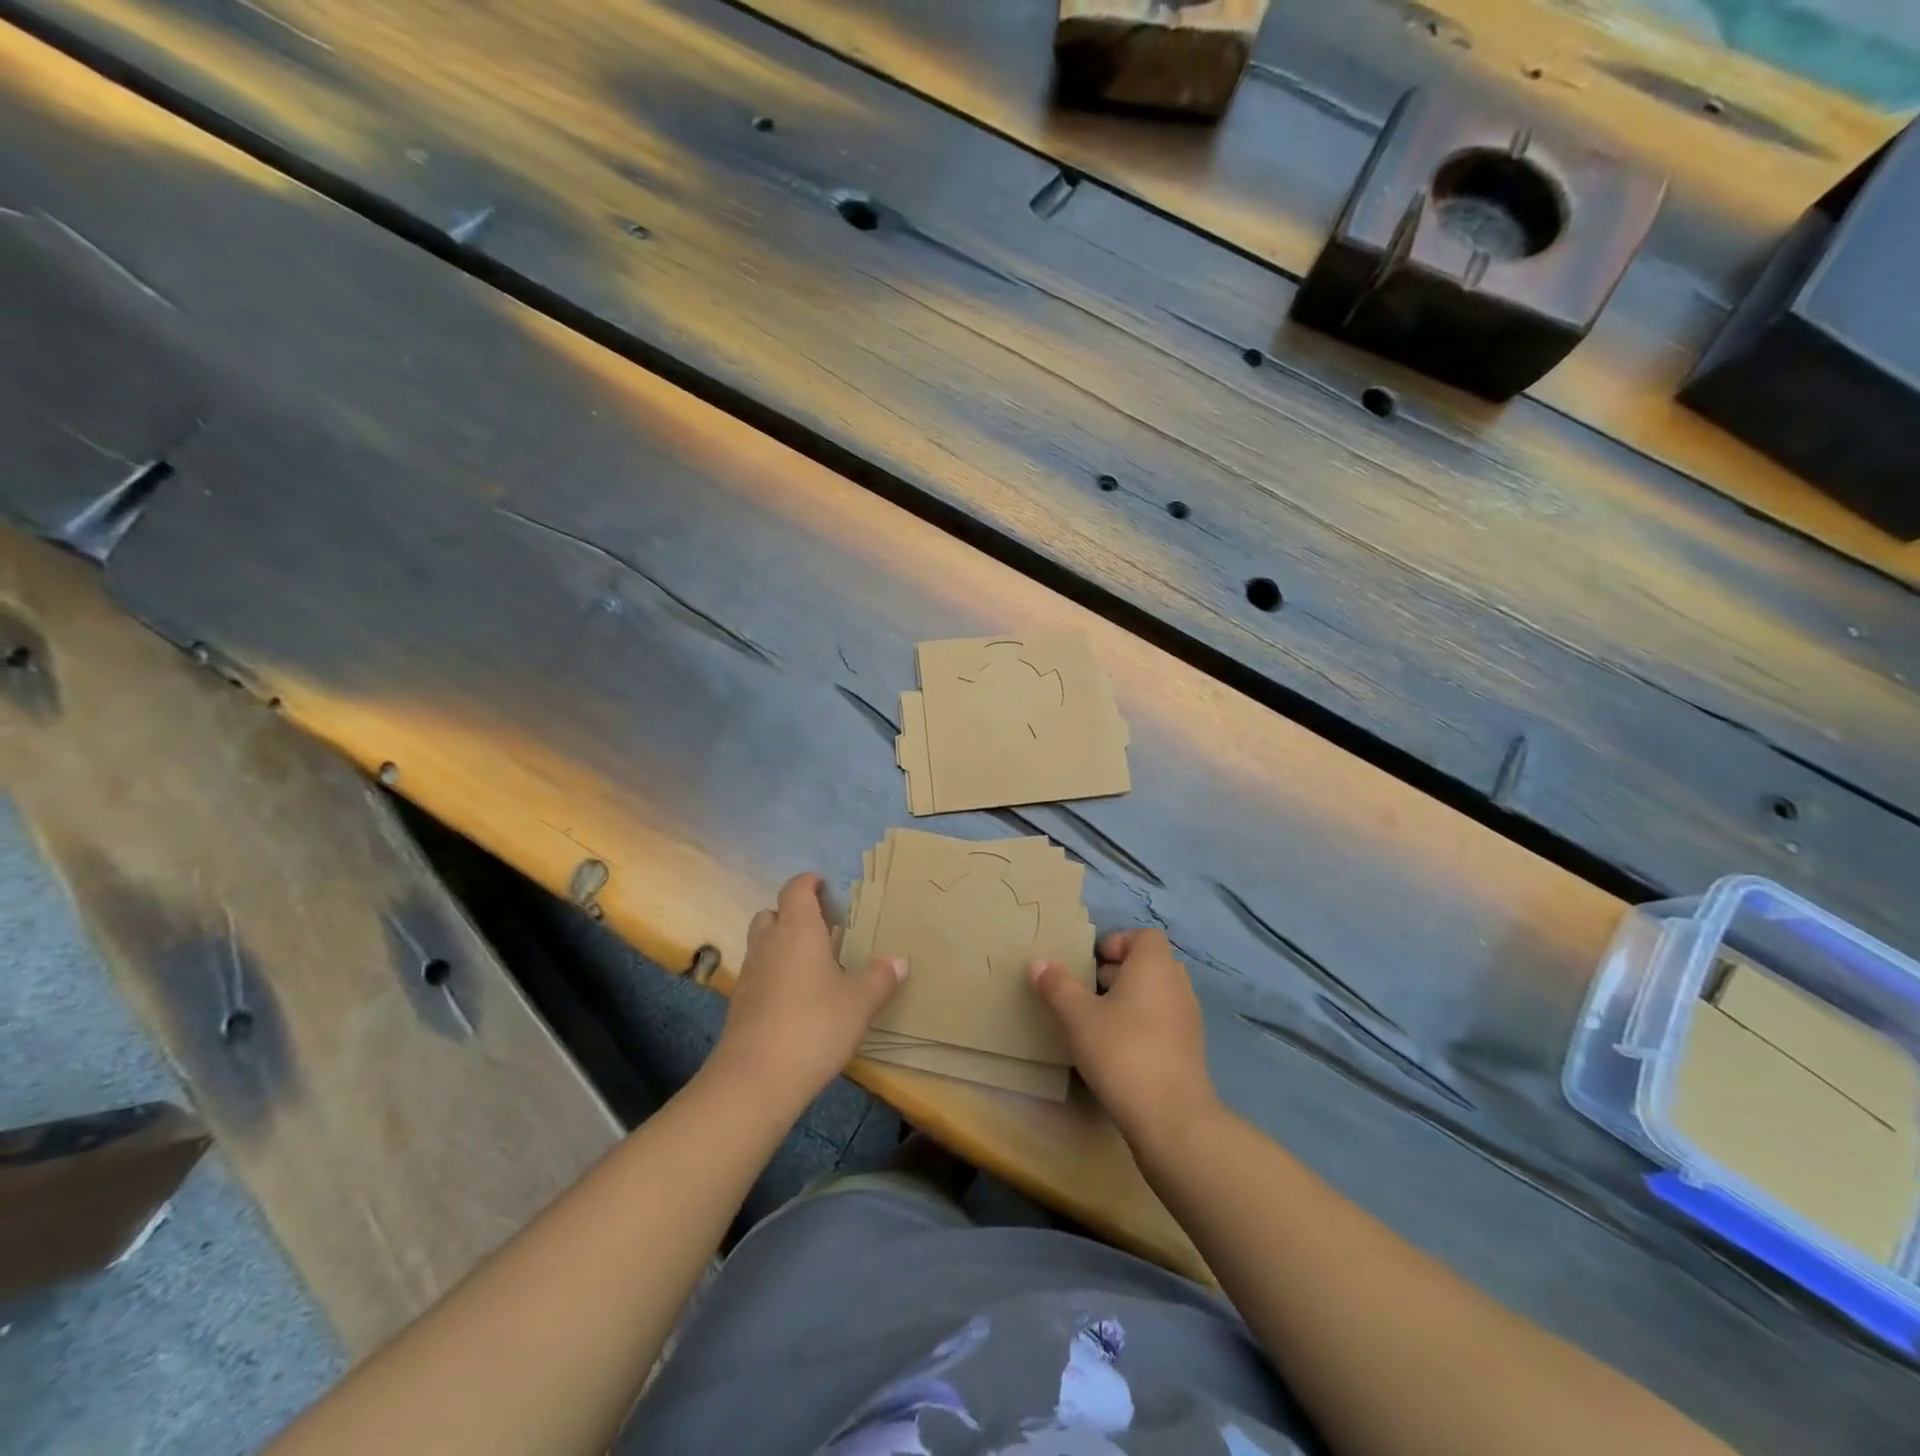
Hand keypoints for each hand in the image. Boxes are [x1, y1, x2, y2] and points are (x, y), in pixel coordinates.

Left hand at [710, 872, 905, 1107]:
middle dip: (792, 914)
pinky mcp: (740, 1006)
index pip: (795, 890)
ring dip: (781, 945)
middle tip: (820, 926)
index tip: (822, 884)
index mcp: (797, 930)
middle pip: (772, 914)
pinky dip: (775, 975)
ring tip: (812, 963)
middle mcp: (768, 944)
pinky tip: (797, 998)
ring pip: (762, 945)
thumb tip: (899, 960)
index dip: (808, 883)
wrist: (756, 1079)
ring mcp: (749, 975)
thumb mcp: (860, 1002)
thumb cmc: (814, 1025)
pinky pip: (759, 975)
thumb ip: (880, 977)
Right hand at [1029, 928, 1217, 1151]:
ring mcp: (1188, 1018)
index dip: (1117, 943)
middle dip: (1119, 972)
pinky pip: (1164, 1021)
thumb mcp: (1078, 1016)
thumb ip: (1057, 986)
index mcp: (1155, 965)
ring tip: (1098, 1022)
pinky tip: (1118, 1050)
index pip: (1144, 936)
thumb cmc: (1123, 1051)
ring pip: (1157, 994)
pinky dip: (1143, 1025)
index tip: (1092, 964)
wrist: (1172, 1117)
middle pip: (1150, 964)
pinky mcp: (1190, 1050)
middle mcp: (1177, 984)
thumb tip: (1038, 963)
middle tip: (1088, 992)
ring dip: (1130, 1000)